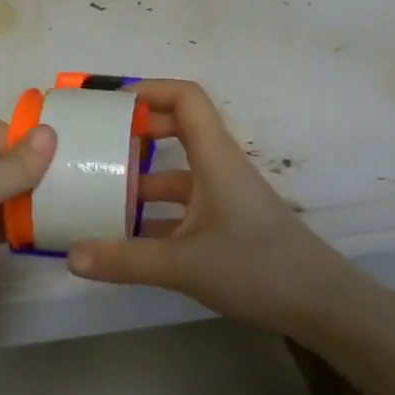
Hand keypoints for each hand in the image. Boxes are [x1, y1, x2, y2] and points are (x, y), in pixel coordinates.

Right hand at [66, 80, 351, 333]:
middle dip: (138, 132)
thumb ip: (125, 260)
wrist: (322, 305)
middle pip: (179, 129)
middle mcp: (219, 168)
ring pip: (178, 173)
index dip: (149, 90)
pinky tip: (129, 239)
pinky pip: (184, 206)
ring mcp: (225, 197)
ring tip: (101, 194)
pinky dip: (156, 214)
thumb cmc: (257, 268)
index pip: (186, 98)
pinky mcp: (228, 224)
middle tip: (98, 145)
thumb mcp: (184, 265)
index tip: (110, 104)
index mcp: (214, 158)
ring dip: (142, 179)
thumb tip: (71, 256)